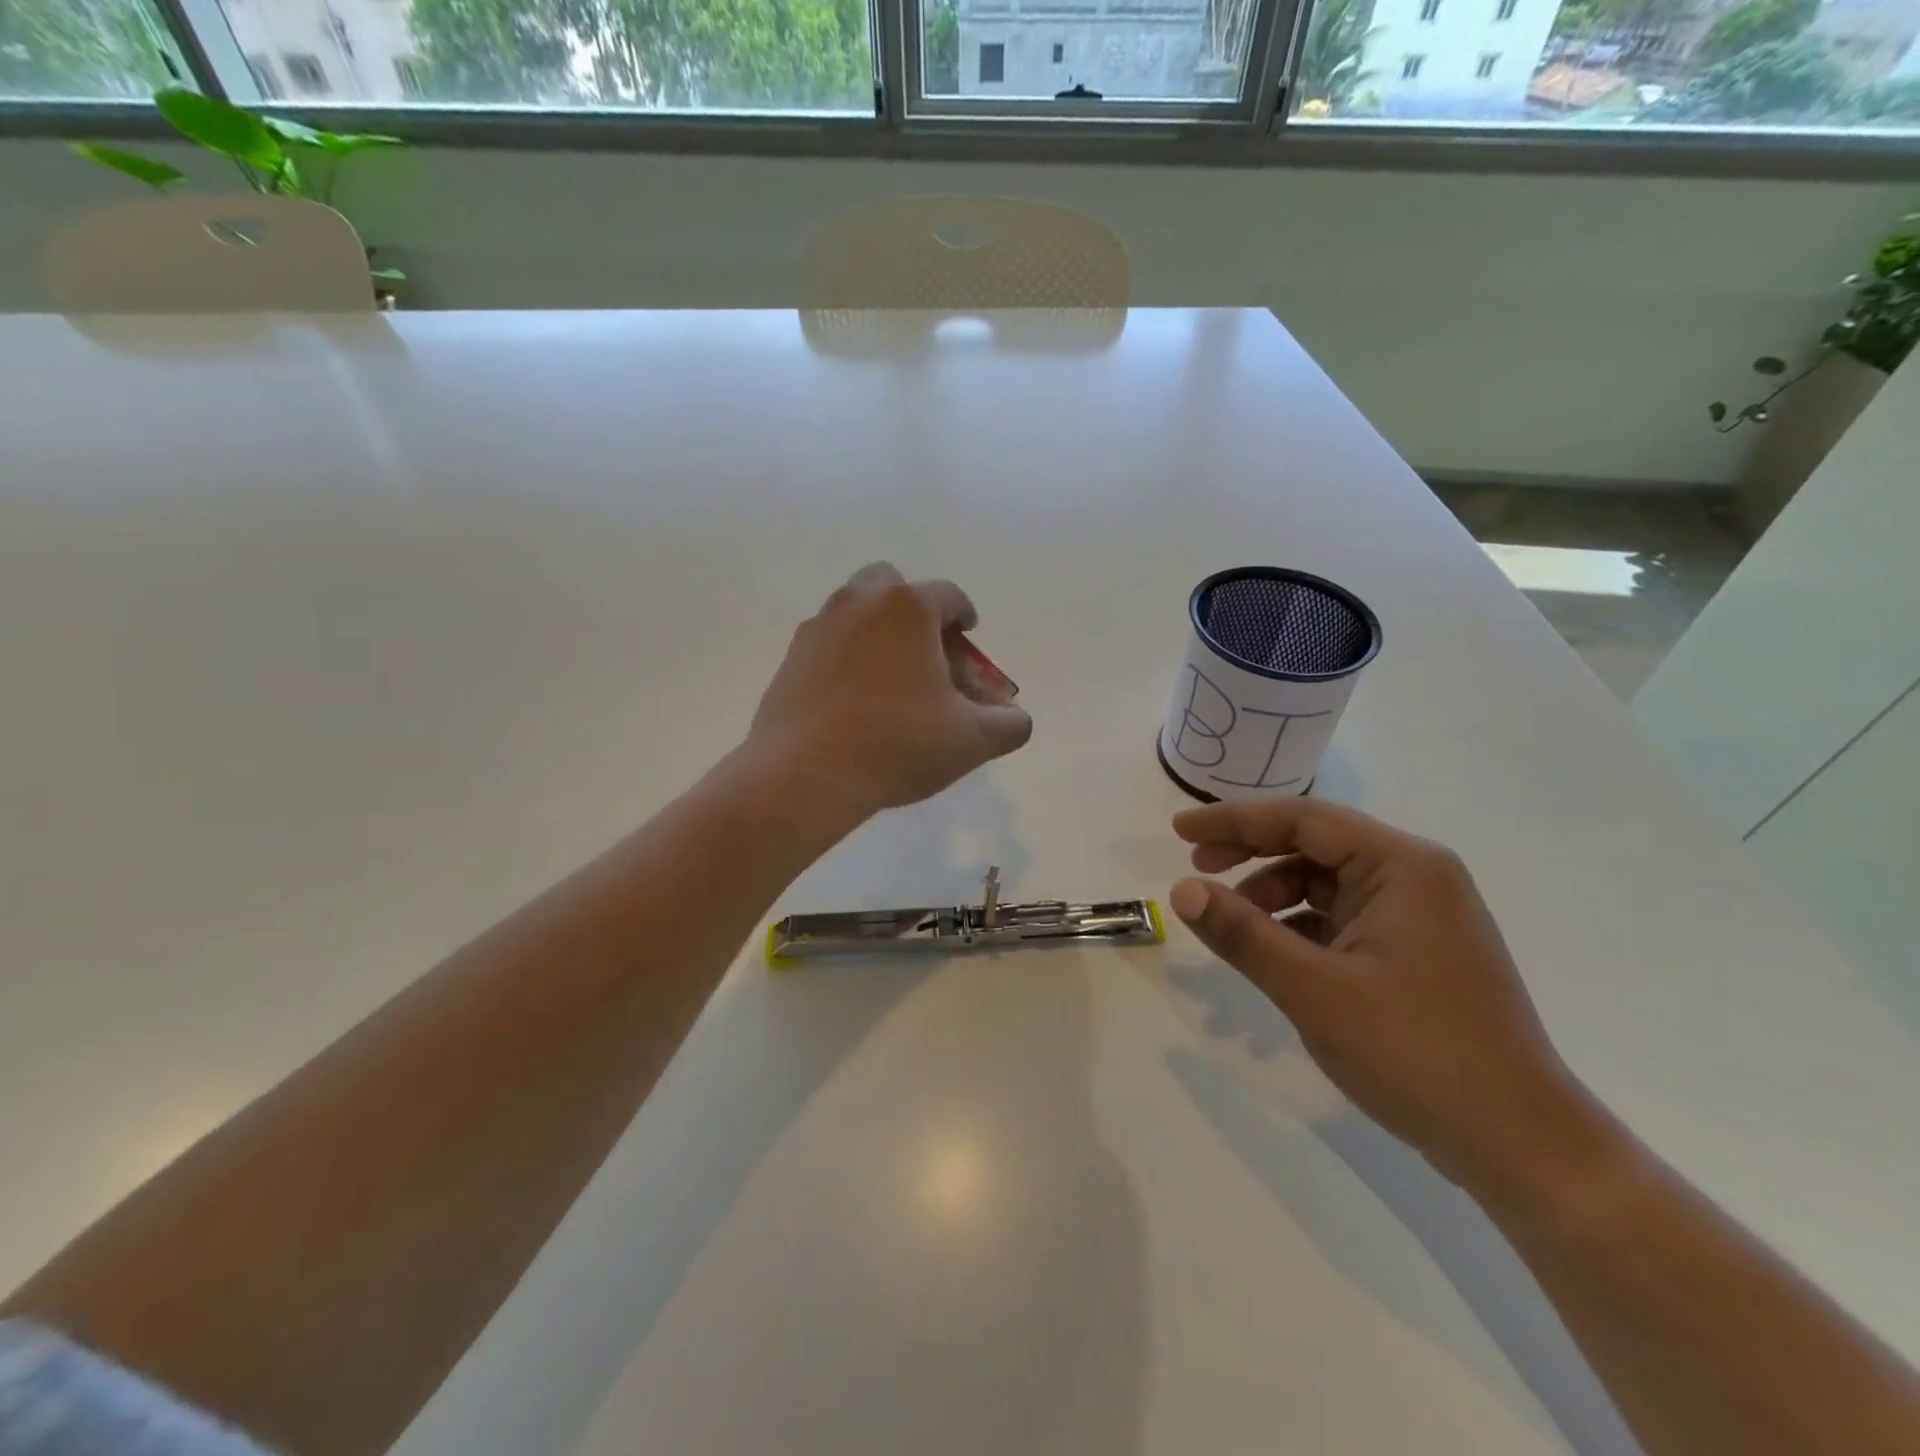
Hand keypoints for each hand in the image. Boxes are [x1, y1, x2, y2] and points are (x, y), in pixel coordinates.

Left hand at [750, 564, 1032, 815]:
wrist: (804, 774)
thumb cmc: (897, 744)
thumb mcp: (971, 740)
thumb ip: (1008, 724)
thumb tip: (1015, 717)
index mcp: (908, 607)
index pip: (949, 595)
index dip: (965, 616)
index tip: (969, 638)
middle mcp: (859, 602)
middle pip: (893, 586)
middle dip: (915, 612)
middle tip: (927, 653)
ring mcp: (818, 628)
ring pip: (856, 612)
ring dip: (878, 632)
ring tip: (891, 680)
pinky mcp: (790, 659)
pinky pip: (829, 644)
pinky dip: (847, 657)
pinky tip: (854, 701)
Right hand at [1168, 798, 1603, 1204]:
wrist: (1520, 1145)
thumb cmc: (1416, 1053)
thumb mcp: (1314, 990)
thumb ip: (1242, 934)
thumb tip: (1179, 889)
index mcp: (1402, 866)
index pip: (1302, 819)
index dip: (1234, 820)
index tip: (1178, 829)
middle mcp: (1416, 876)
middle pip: (1315, 844)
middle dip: (1251, 853)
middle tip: (1196, 867)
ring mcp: (1420, 914)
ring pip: (1326, 882)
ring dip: (1272, 894)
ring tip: (1232, 925)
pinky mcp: (1416, 949)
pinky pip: (1343, 917)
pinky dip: (1299, 927)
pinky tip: (1272, 954)